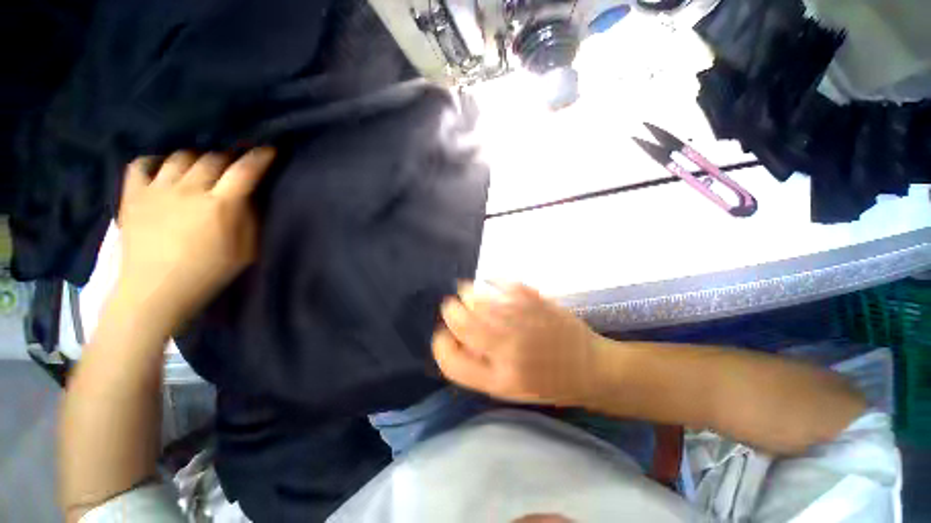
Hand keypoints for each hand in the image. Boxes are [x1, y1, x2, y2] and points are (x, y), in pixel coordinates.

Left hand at [114, 148, 274, 329]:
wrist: (155, 291)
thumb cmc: (208, 273)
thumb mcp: (246, 251)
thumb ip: (251, 220)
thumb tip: (251, 197)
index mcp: (220, 206)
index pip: (245, 171)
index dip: (259, 158)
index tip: (268, 150)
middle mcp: (189, 190)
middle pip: (213, 158)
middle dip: (229, 157)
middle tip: (235, 164)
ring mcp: (157, 189)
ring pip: (182, 156)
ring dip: (198, 158)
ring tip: (202, 168)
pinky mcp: (132, 195)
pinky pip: (143, 163)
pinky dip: (157, 161)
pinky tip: (165, 169)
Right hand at [432, 282, 602, 406]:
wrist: (589, 367)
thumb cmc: (546, 382)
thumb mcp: (507, 388)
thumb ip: (477, 366)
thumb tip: (454, 337)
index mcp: (498, 377)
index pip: (451, 359)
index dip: (440, 344)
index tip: (443, 335)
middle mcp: (506, 347)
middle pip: (460, 320)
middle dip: (450, 310)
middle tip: (453, 308)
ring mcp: (521, 319)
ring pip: (476, 297)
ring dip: (466, 293)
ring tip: (467, 293)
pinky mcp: (534, 299)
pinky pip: (501, 282)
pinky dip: (490, 281)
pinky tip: (489, 283)